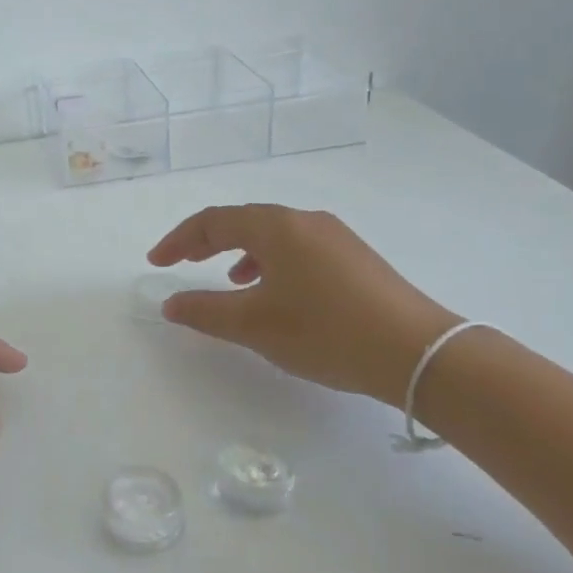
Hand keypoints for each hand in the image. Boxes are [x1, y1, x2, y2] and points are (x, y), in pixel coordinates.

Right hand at [148, 205, 458, 404]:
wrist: (416, 352)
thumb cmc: (325, 331)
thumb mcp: (255, 325)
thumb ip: (206, 312)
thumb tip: (170, 304)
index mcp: (277, 227)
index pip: (214, 220)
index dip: (179, 239)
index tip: (157, 262)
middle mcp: (306, 220)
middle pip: (244, 221)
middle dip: (208, 242)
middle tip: (182, 263)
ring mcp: (336, 237)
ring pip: (274, 235)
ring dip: (241, 252)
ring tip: (229, 281)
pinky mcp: (355, 258)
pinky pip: (298, 249)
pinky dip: (272, 264)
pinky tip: (276, 294)